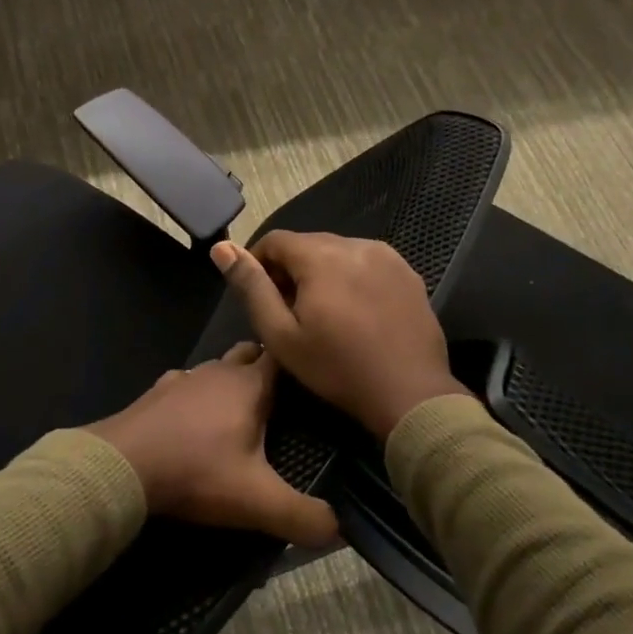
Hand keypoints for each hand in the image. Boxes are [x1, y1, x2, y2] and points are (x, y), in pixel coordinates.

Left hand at [89, 344, 337, 547]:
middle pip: (250, 354)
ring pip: (217, 368)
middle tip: (284, 400)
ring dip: (231, 382)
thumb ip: (303, 516)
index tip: (317, 378)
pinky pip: (187, 385)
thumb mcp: (257, 501)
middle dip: (267, 368)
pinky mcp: (157, 392)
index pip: (284, 357)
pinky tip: (194, 421)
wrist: (121, 465)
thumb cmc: (196, 472)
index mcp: (249, 385)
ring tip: (242, 411)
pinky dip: (197, 396)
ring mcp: (184, 378)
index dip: (301, 364)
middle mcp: (218, 371)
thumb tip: (340, 530)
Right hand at [210, 232, 465, 441]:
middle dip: (291, 269)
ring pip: (338, 252)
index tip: (258, 295)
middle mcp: (355, 244)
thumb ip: (251, 287)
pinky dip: (351, 278)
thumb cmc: (337, 368)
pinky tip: (354, 312)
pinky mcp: (408, 273)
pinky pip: (367, 263)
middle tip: (288, 310)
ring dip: (322, 272)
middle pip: (308, 244)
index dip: (258, 263)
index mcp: (321, 256)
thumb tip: (222, 248)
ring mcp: (387, 256)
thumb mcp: (281, 334)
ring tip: (322, 313)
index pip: (275, 240)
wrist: (410, 394)